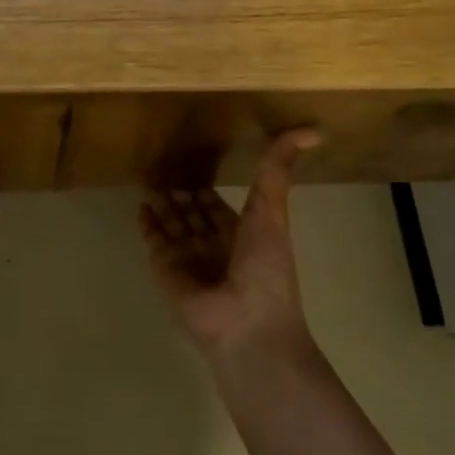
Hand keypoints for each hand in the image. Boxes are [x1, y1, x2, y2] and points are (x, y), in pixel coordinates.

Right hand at [138, 128, 319, 358]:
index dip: (208, 188)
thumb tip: (313, 129)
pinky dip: (147, 222)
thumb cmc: (265, 268)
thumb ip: (278, 168)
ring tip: (147, 176)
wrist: (245, 325)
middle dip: (182, 193)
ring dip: (163, 203)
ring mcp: (188, 257)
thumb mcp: (273, 210)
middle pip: (193, 213)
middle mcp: (213, 245)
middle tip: (162, 165)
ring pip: (172, 223)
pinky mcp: (165, 267)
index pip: (219, 206)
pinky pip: (154, 239)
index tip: (194, 161)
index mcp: (242, 234)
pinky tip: (141, 204)